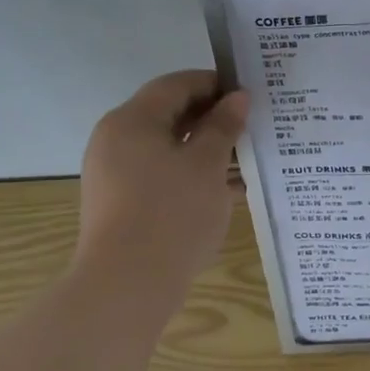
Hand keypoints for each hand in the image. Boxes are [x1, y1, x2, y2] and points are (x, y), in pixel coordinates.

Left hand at [75, 70, 248, 283]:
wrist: (127, 286)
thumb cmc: (172, 214)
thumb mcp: (207, 165)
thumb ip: (224, 127)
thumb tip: (238, 98)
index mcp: (132, 121)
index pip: (176, 85)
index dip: (214, 84)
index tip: (250, 94)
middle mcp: (116, 140)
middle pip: (169, 115)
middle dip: (213, 118)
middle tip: (254, 125)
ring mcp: (116, 174)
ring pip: (169, 148)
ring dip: (207, 149)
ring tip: (249, 158)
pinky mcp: (122, 203)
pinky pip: (162, 175)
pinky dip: (193, 175)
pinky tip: (230, 190)